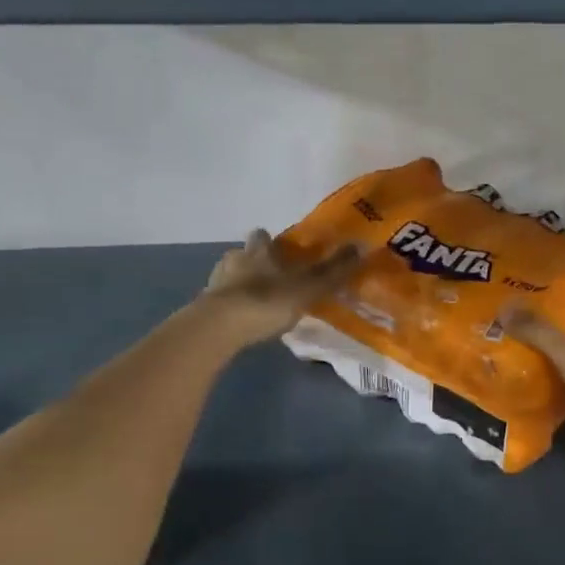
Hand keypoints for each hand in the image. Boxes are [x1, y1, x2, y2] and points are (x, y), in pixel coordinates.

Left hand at [199, 230, 360, 349]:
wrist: (218, 328)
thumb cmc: (266, 301)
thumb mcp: (308, 287)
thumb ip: (334, 271)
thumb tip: (362, 245)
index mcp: (258, 251)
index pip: (262, 236)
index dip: (270, 241)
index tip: (281, 251)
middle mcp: (234, 260)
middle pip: (242, 254)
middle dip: (254, 262)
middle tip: (271, 278)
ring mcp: (215, 283)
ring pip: (229, 276)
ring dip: (240, 284)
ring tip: (255, 302)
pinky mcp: (203, 307)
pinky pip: (219, 301)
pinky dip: (229, 306)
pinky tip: (240, 320)